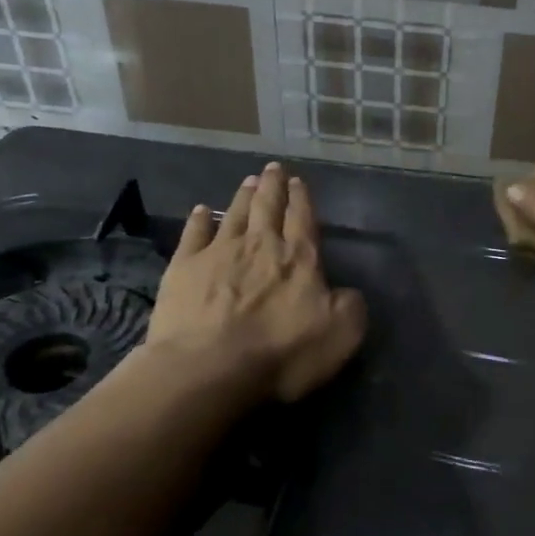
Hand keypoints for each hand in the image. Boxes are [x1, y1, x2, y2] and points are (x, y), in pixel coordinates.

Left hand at [146, 163, 366, 401]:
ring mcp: (218, 253)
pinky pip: (194, 234)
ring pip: (235, 214)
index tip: (298, 181)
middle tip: (273, 168)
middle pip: (268, 207)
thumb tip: (346, 292)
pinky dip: (199, 220)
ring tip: (249, 180)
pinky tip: (202, 211)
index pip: (303, 219)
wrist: (209, 367)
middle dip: (273, 186)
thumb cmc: (281, 353)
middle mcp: (260, 245)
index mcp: (299, 259)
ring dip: (244, 196)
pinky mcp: (184, 268)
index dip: (302, 199)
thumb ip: (350, 306)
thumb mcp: (341, 334)